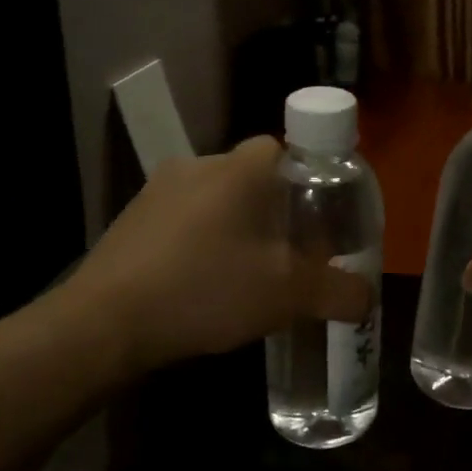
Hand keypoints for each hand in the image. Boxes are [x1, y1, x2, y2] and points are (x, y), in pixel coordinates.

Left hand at [68, 136, 372, 373]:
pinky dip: (202, 242)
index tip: (319, 219)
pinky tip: (202, 284)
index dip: (311, 180)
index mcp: (241, 167)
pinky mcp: (133, 218)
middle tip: (291, 253)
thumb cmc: (207, 289)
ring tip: (247, 275)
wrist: (105, 322)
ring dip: (237, 227)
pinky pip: (184, 219)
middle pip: (254, 177)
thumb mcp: (289, 294)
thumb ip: (339, 291)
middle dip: (277, 211)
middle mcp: (199, 163)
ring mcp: (159, 189)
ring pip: (217, 199)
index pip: (289, 148)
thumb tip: (366, 297)